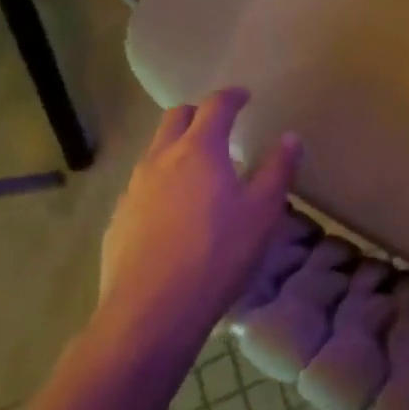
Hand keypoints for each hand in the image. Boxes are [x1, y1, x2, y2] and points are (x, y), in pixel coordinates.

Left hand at [99, 88, 300, 333]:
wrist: (149, 314)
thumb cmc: (217, 255)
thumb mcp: (262, 213)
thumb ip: (278, 170)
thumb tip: (290, 138)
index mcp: (199, 149)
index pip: (215, 106)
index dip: (232, 96)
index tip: (244, 96)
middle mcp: (161, 159)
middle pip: (175, 118)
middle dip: (198, 113)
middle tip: (219, 125)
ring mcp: (133, 189)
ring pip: (155, 151)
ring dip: (177, 147)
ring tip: (199, 170)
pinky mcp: (118, 219)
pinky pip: (141, 186)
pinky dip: (161, 183)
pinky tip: (173, 212)